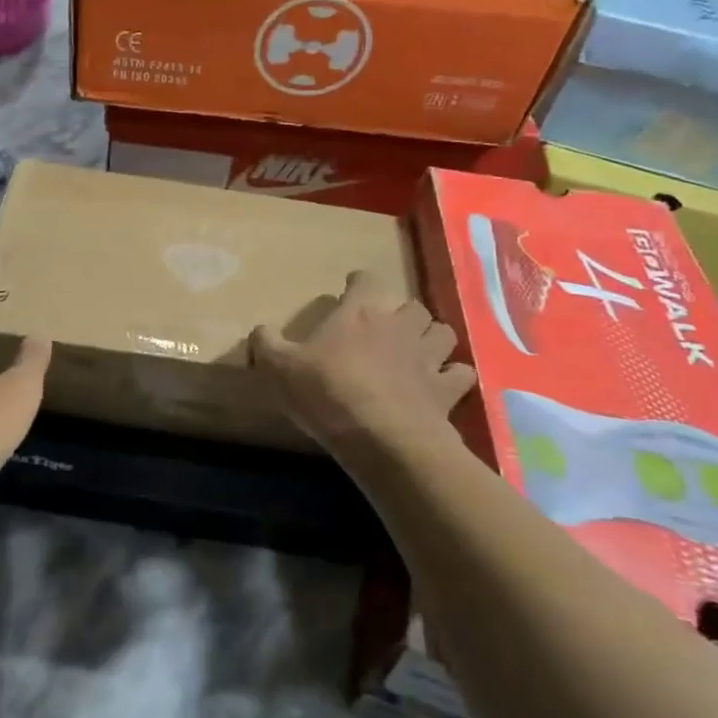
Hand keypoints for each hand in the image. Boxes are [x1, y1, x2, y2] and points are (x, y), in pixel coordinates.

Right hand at [250, 270, 475, 452]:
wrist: (381, 438)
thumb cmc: (327, 393)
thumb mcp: (279, 368)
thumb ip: (266, 344)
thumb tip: (258, 329)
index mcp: (359, 312)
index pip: (366, 280)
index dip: (359, 283)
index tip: (351, 289)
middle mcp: (399, 325)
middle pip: (411, 305)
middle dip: (401, 312)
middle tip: (386, 326)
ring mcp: (428, 356)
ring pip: (442, 332)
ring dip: (431, 337)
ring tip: (418, 349)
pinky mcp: (447, 389)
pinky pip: (460, 373)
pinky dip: (453, 375)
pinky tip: (442, 383)